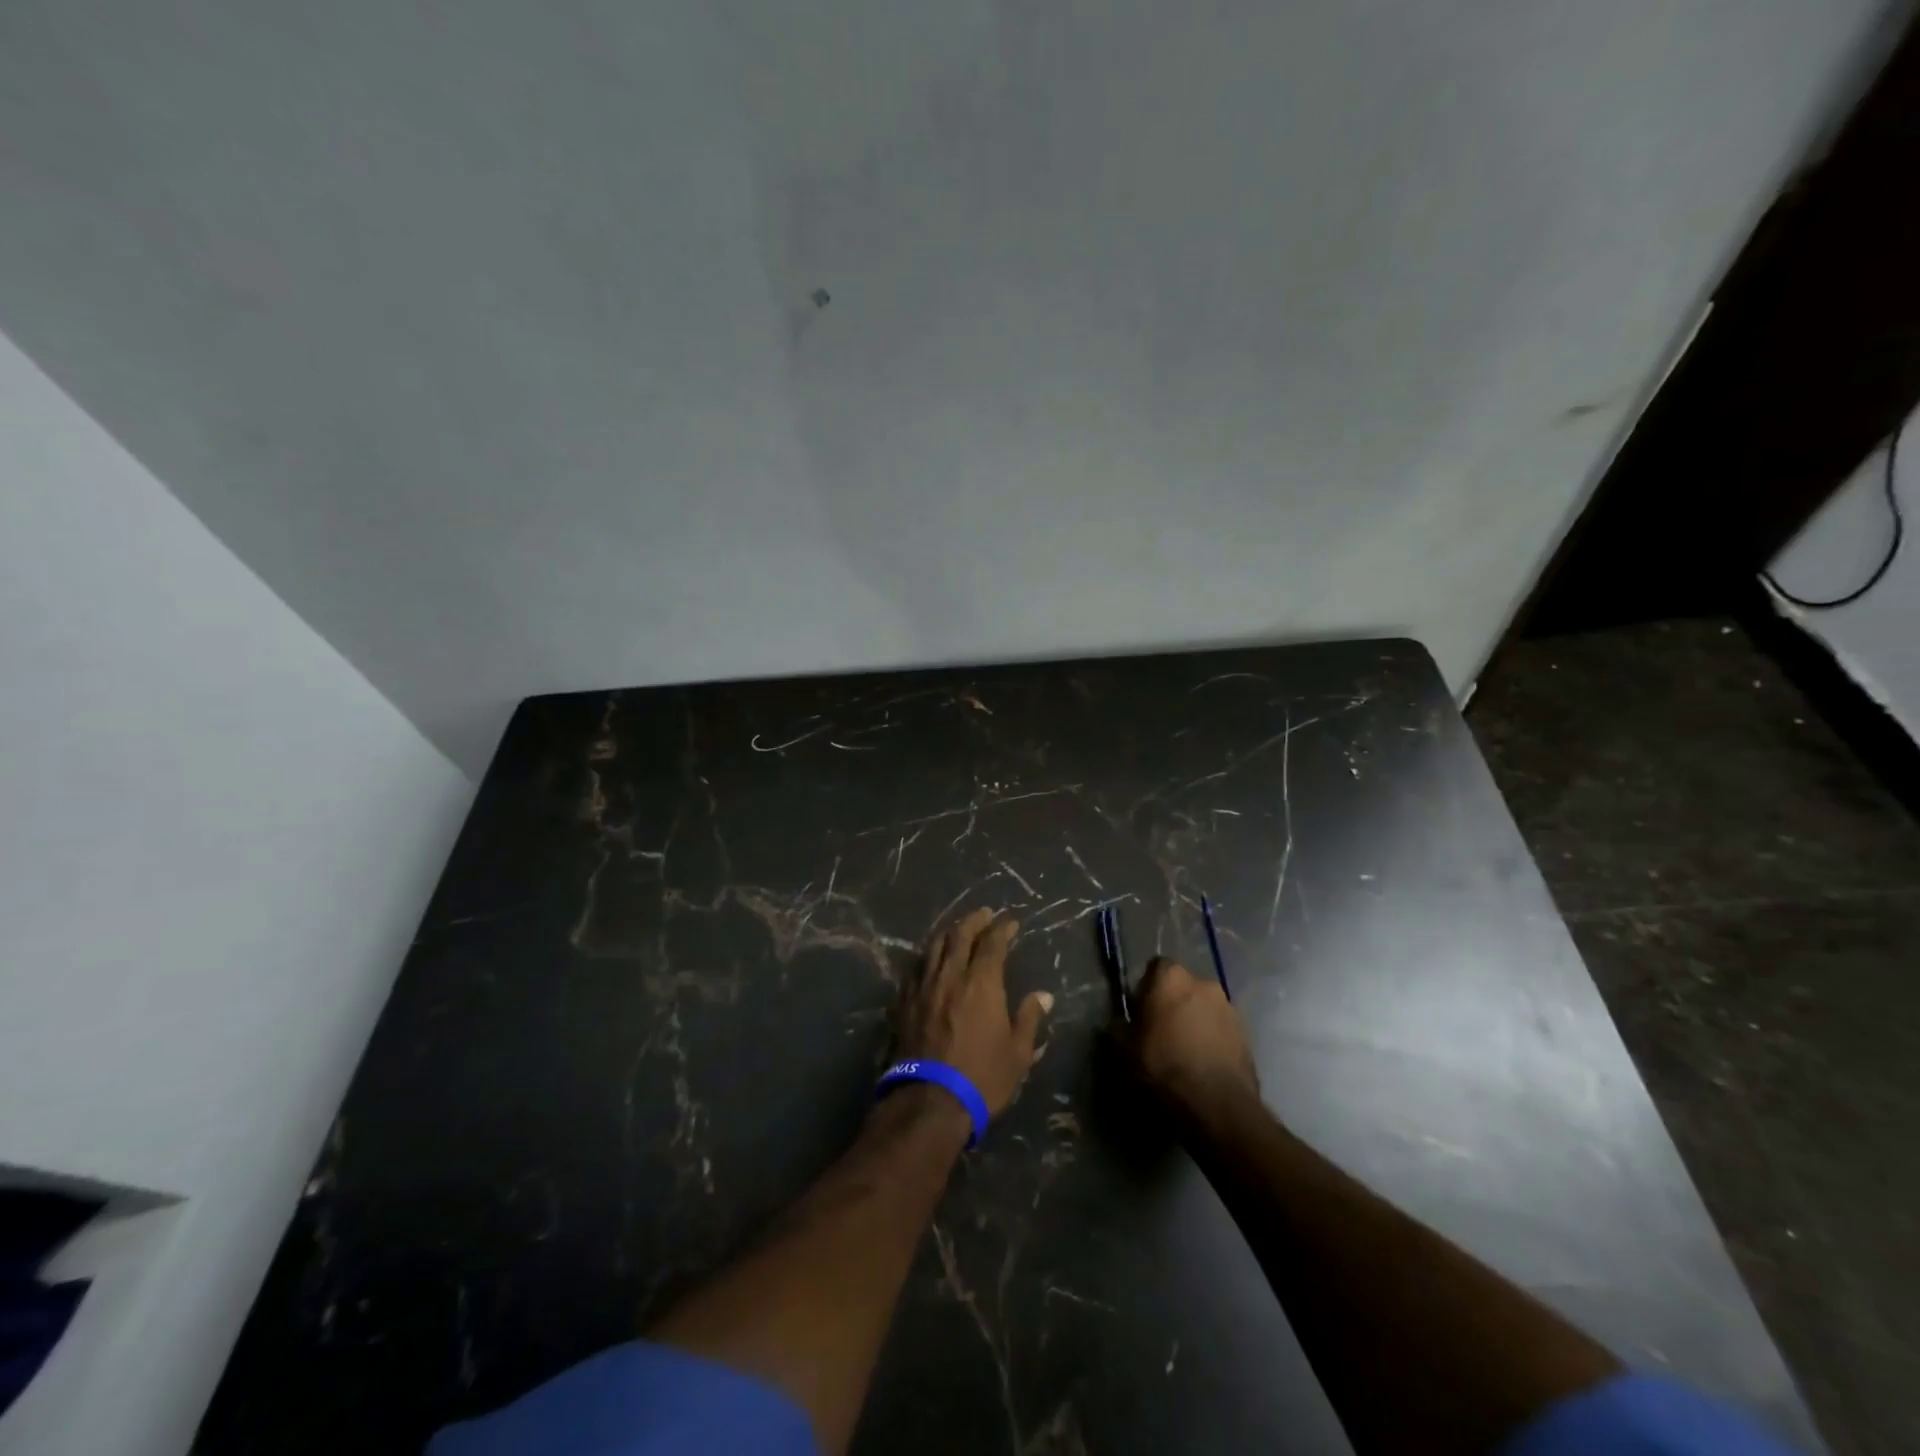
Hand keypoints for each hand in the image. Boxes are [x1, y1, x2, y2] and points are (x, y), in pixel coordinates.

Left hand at [896, 908, 1052, 1117]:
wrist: (930, 1101)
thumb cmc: (982, 1077)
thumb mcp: (1017, 1053)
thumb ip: (1029, 1018)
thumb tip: (1044, 996)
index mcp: (981, 982)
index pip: (993, 943)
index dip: (1003, 928)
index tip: (1011, 922)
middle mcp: (950, 975)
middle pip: (959, 935)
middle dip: (974, 920)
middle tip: (984, 914)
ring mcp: (923, 987)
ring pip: (933, 948)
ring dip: (948, 934)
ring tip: (957, 931)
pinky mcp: (904, 1003)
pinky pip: (915, 970)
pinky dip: (927, 960)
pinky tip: (930, 964)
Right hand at [1127, 957, 1258, 1111]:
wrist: (1216, 1105)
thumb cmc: (1163, 1066)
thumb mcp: (1123, 1049)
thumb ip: (1118, 1027)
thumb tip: (1118, 1024)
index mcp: (1171, 977)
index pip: (1155, 968)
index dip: (1146, 988)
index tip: (1140, 1012)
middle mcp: (1204, 983)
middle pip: (1182, 987)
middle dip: (1173, 1004)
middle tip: (1160, 1032)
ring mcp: (1230, 1008)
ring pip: (1204, 1008)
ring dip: (1194, 1022)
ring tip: (1184, 1052)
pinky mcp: (1247, 1035)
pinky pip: (1221, 1030)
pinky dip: (1212, 1040)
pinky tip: (1202, 1065)